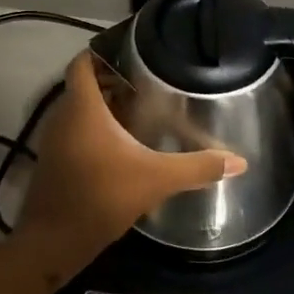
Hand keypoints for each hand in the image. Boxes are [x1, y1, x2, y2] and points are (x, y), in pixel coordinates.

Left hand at [17, 53, 246, 275]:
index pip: (83, 62)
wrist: (53, 241)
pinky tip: (122, 145)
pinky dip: (94, 128)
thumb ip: (197, 167)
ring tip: (140, 110)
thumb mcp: (156, 179)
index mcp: (82, 107)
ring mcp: (55, 140)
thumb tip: (239, 162)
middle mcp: (63, 116)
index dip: (103, 51)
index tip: (132, 52)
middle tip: (148, 82)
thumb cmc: (101, 197)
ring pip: (79, 109)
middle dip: (112, 80)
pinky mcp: (54, 161)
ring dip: (104, 106)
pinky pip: (75, 131)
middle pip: (84, 85)